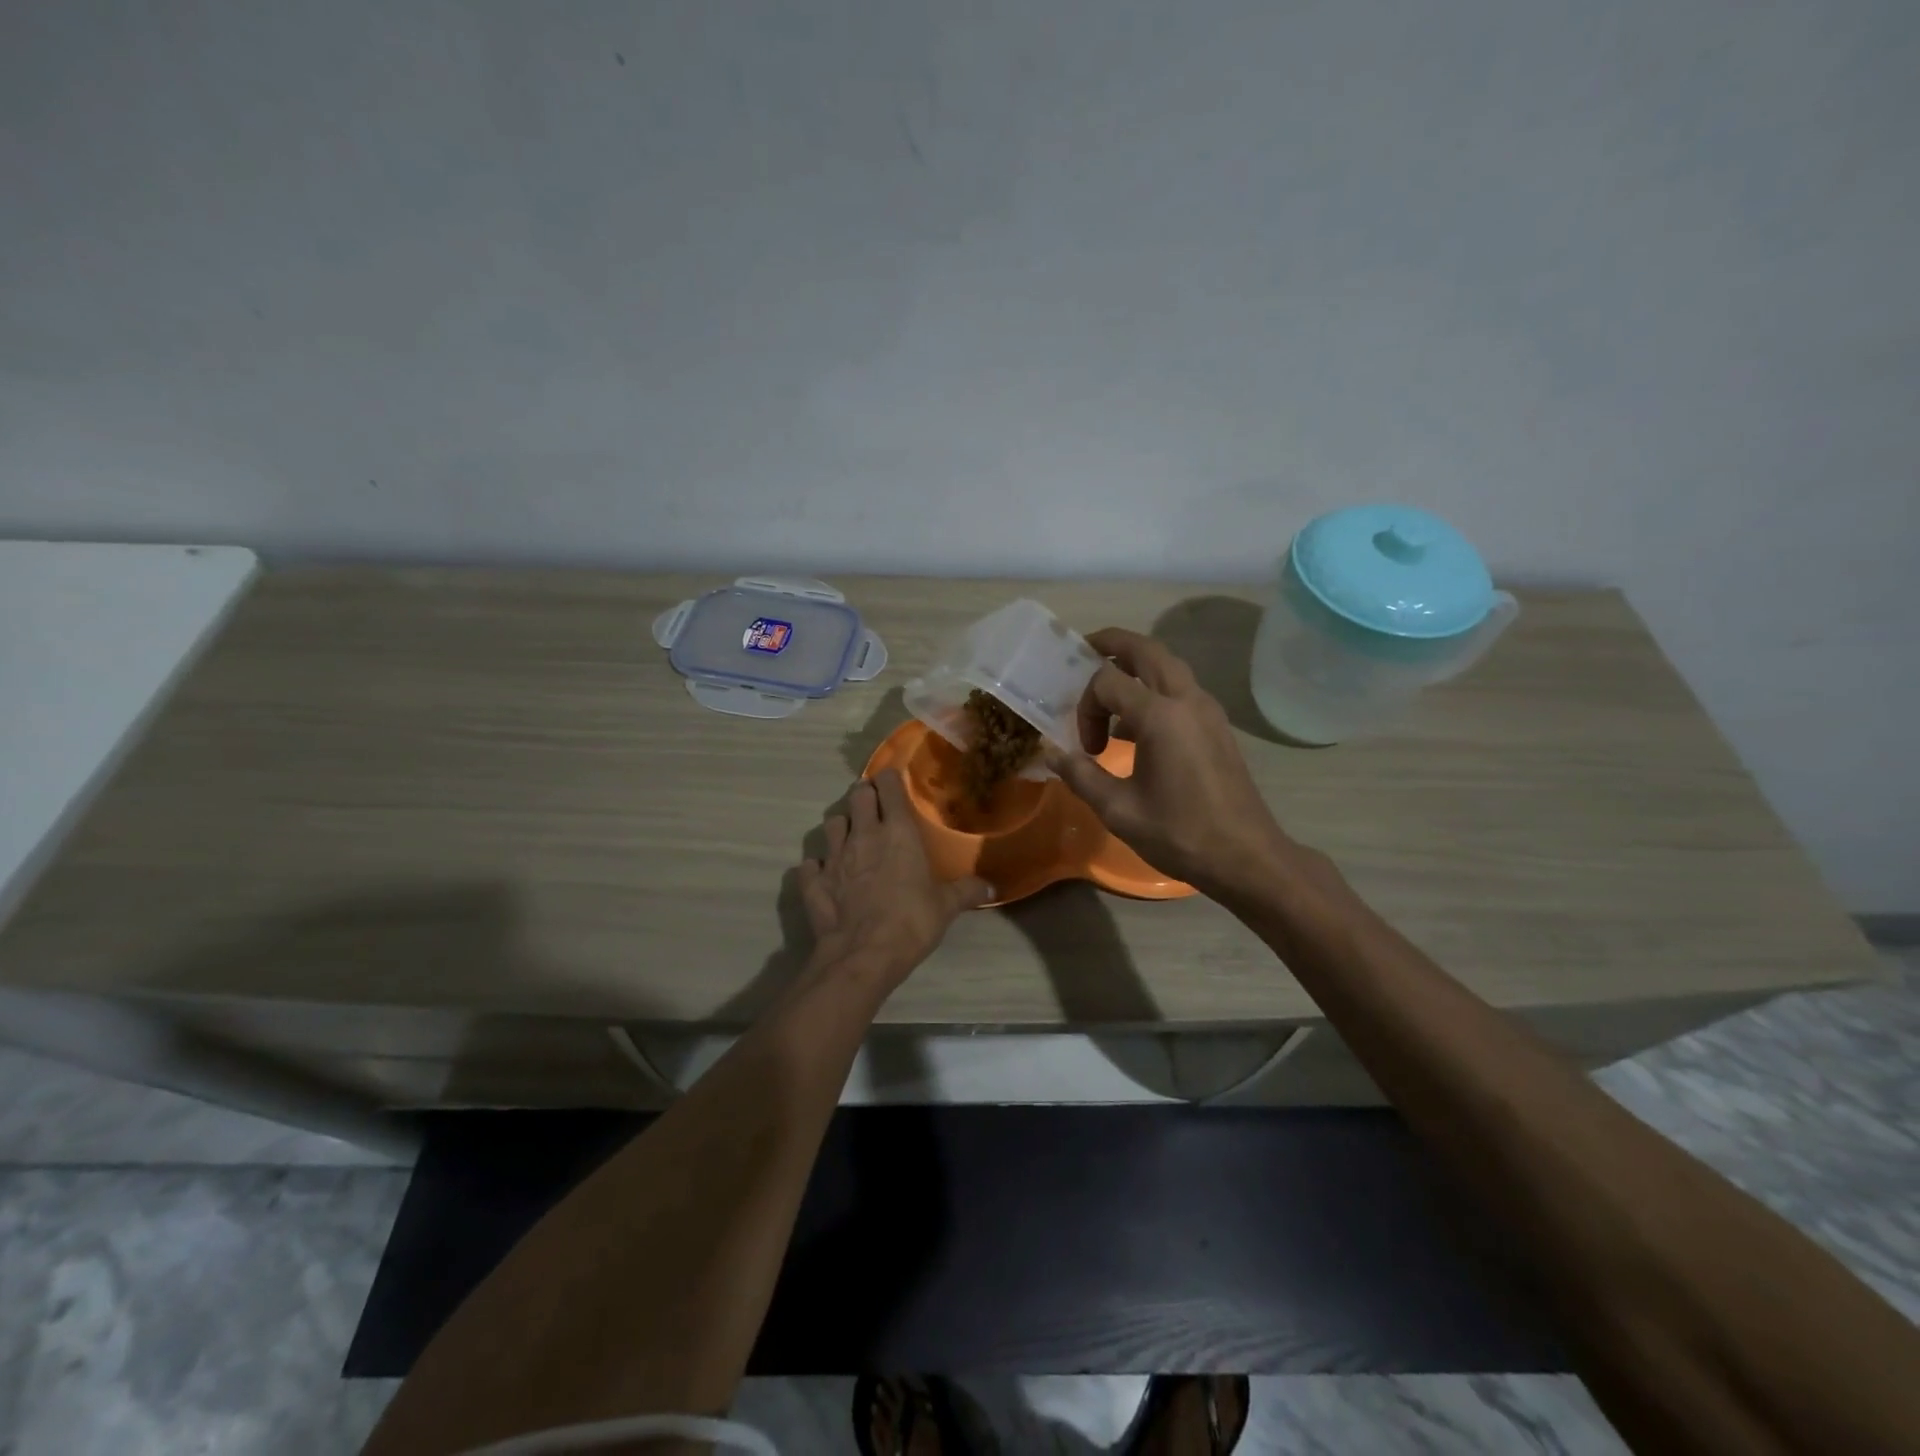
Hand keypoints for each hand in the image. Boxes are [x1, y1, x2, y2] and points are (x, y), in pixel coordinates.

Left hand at [797, 769, 991, 989]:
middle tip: (873, 804)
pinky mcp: (813, 882)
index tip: (893, 780)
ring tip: (850, 835)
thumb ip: (967, 891)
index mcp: (897, 832)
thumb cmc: (911, 921)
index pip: (889, 787)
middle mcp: (863, 835)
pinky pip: (810, 865)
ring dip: (841, 825)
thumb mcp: (946, 907)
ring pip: (831, 823)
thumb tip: (993, 886)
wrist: (863, 955)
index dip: (890, 779)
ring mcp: (833, 857)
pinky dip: (817, 867)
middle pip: (857, 795)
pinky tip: (825, 874)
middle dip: (864, 794)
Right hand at [1044, 628, 1292, 898]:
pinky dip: (1154, 688)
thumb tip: (1053, 755)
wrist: (1246, 857)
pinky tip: (1138, 727)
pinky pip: (1181, 688)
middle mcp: (1187, 700)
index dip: (1086, 706)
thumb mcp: (1119, 810)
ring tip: (1109, 691)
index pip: (1108, 681)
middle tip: (1084, 650)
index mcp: (1160, 716)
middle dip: (1113, 643)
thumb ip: (1081, 776)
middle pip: (1146, 650)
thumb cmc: (1180, 834)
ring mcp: (1207, 710)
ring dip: (1136, 666)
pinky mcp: (1217, 725)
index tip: (1087, 747)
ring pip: (1168, 665)